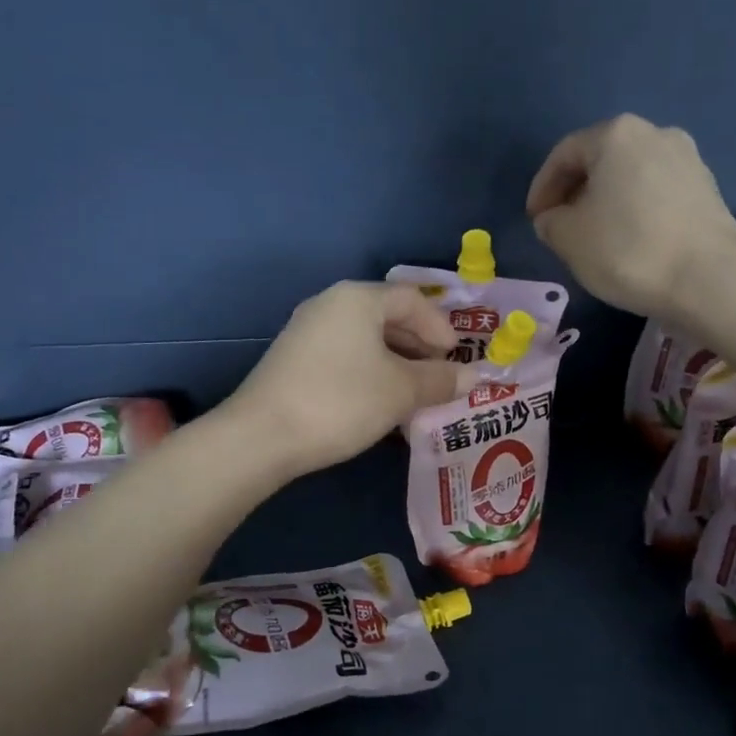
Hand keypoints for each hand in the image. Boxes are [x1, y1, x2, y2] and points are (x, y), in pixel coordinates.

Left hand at [226, 282, 474, 478]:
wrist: (262, 436)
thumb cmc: (341, 401)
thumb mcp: (400, 391)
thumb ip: (439, 380)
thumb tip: (474, 377)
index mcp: (357, 299)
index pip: (411, 299)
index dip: (440, 326)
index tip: (456, 358)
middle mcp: (330, 305)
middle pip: (387, 316)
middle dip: (419, 346)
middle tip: (440, 376)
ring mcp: (307, 332)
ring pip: (365, 339)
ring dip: (396, 363)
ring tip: (415, 394)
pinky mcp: (294, 360)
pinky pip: (345, 356)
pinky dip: (370, 372)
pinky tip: (380, 402)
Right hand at [526, 114, 735, 319]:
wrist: (709, 280)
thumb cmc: (628, 250)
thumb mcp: (569, 238)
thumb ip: (550, 222)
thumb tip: (555, 218)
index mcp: (616, 134)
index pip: (564, 155)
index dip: (542, 188)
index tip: (534, 220)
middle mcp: (655, 133)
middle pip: (601, 159)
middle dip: (576, 191)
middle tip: (561, 226)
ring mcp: (688, 159)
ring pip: (630, 175)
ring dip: (607, 201)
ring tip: (595, 235)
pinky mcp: (708, 188)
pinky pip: (657, 192)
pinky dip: (636, 210)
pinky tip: (631, 240)